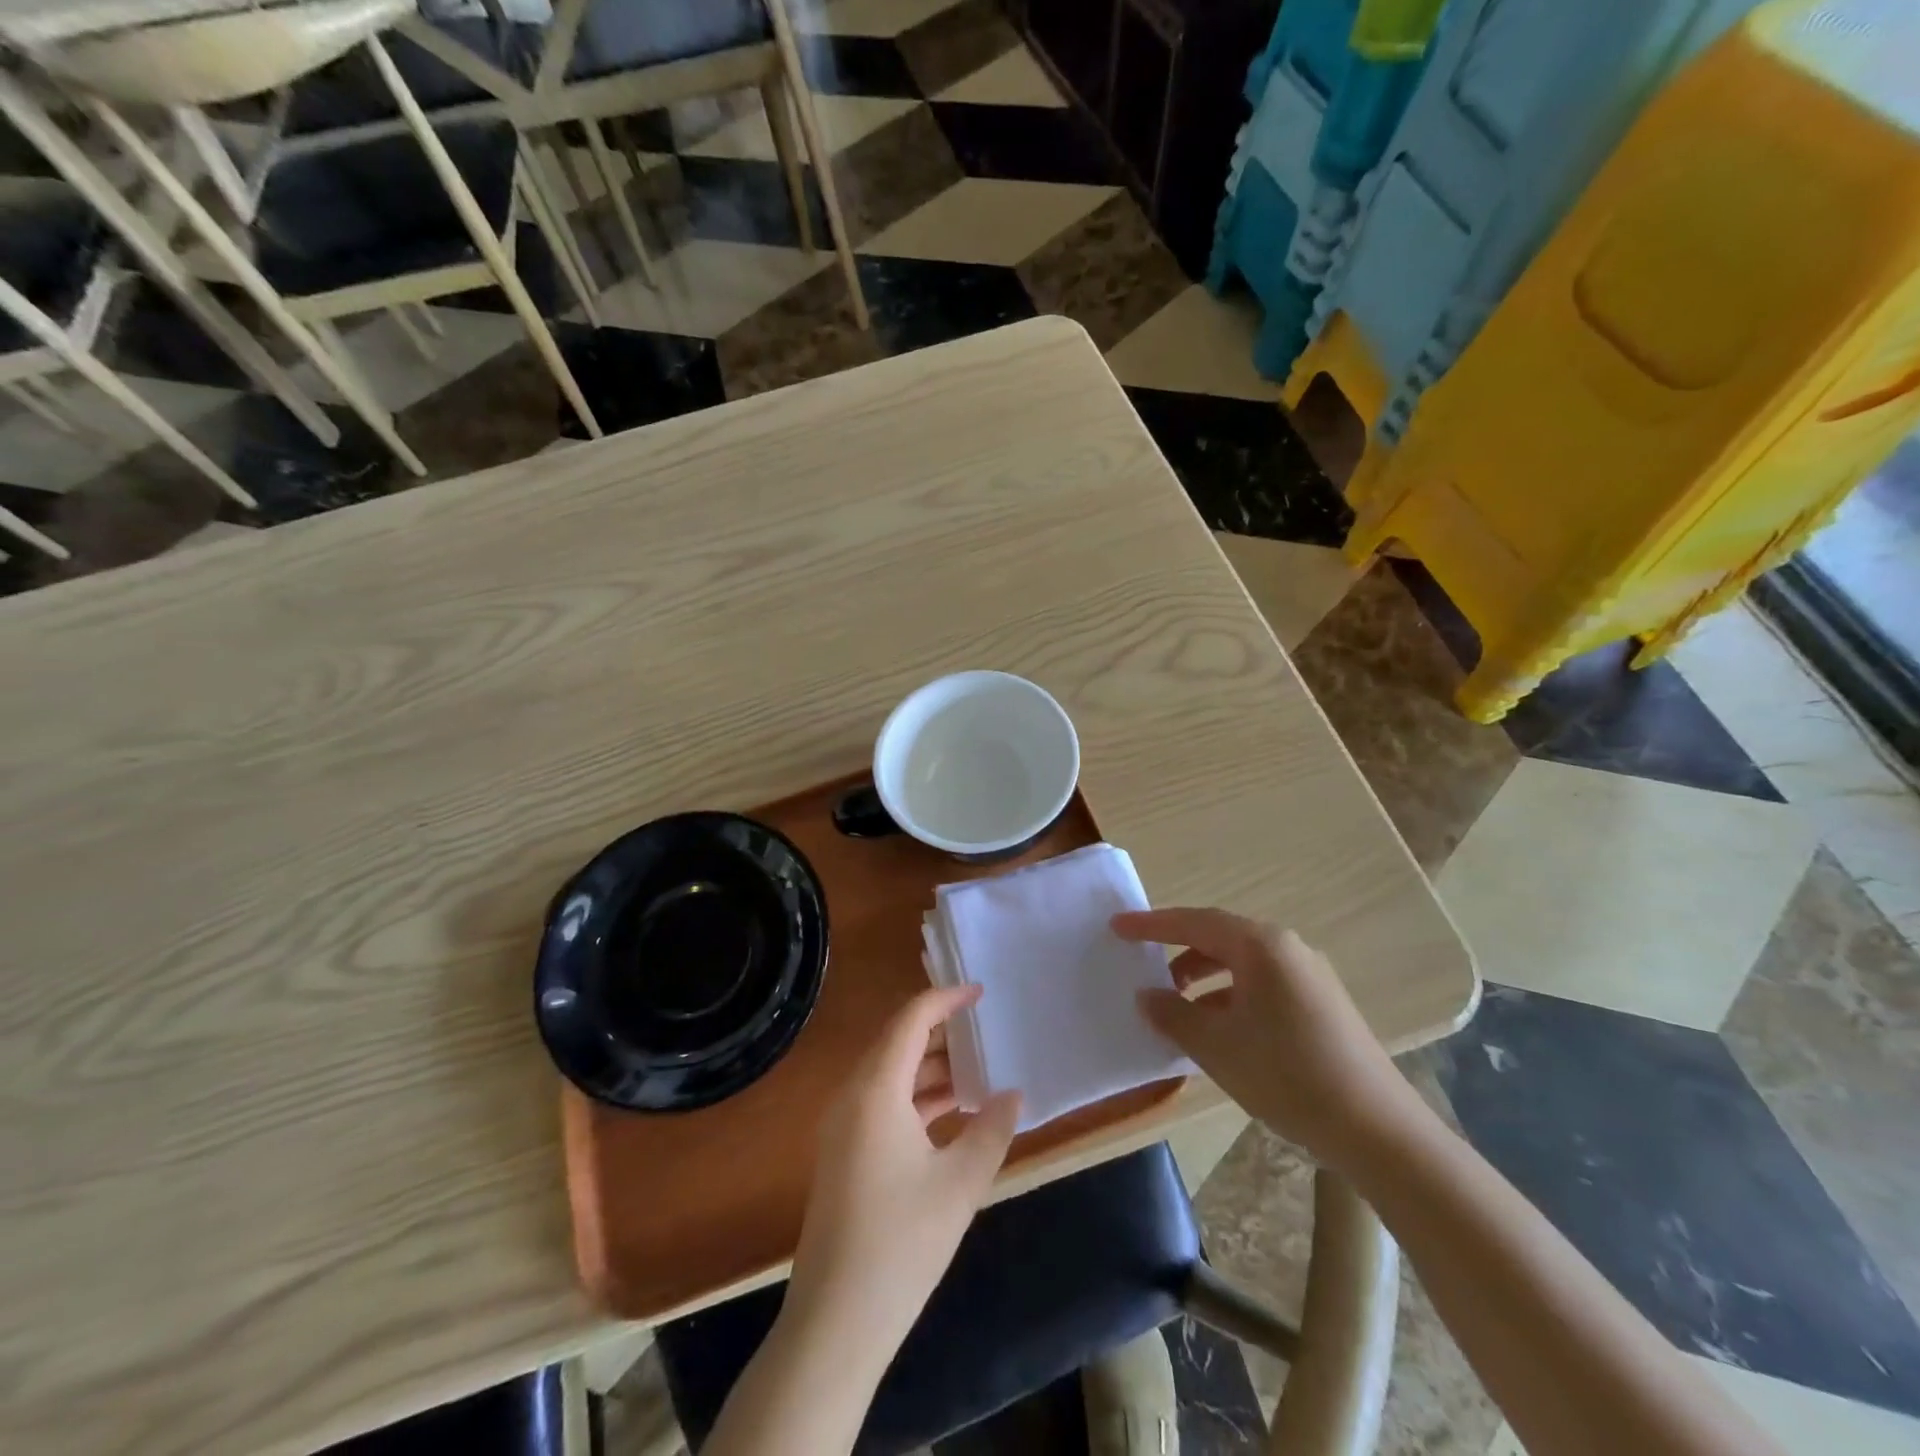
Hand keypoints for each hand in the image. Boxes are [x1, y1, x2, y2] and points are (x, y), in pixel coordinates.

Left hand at [785, 986, 1022, 1372]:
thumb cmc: (902, 1242)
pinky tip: (953, 1113)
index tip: (980, 993)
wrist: (836, 1322)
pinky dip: (918, 1098)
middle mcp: (853, 1096)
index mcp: (876, 1089)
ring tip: (978, 1070)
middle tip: (986, 1031)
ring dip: (932, 1068)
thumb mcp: (960, 1183)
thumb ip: (992, 1129)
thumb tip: (1012, 1093)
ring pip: (892, 1074)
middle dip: (942, 1033)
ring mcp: (844, 1126)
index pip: (911, 1020)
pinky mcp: (845, 1153)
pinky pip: (884, 1103)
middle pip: (898, 1042)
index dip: (945, 999)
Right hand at [1114, 907, 1416, 1164]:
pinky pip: (1263, 985)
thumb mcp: (1216, 1046)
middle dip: (1178, 952)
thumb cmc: (1287, 1075)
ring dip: (1205, 979)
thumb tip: (1147, 995)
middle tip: (1144, 966)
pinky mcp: (1322, 1004)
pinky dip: (1231, 997)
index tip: (1117, 926)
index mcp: (1261, 946)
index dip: (1152, 925)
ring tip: (1177, 1007)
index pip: (1194, 922)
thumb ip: (1173, 1014)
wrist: (1377, 1130)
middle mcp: (1287, 949)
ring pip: (1242, 964)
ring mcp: (1310, 976)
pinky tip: (1218, 1029)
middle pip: (1219, 938)